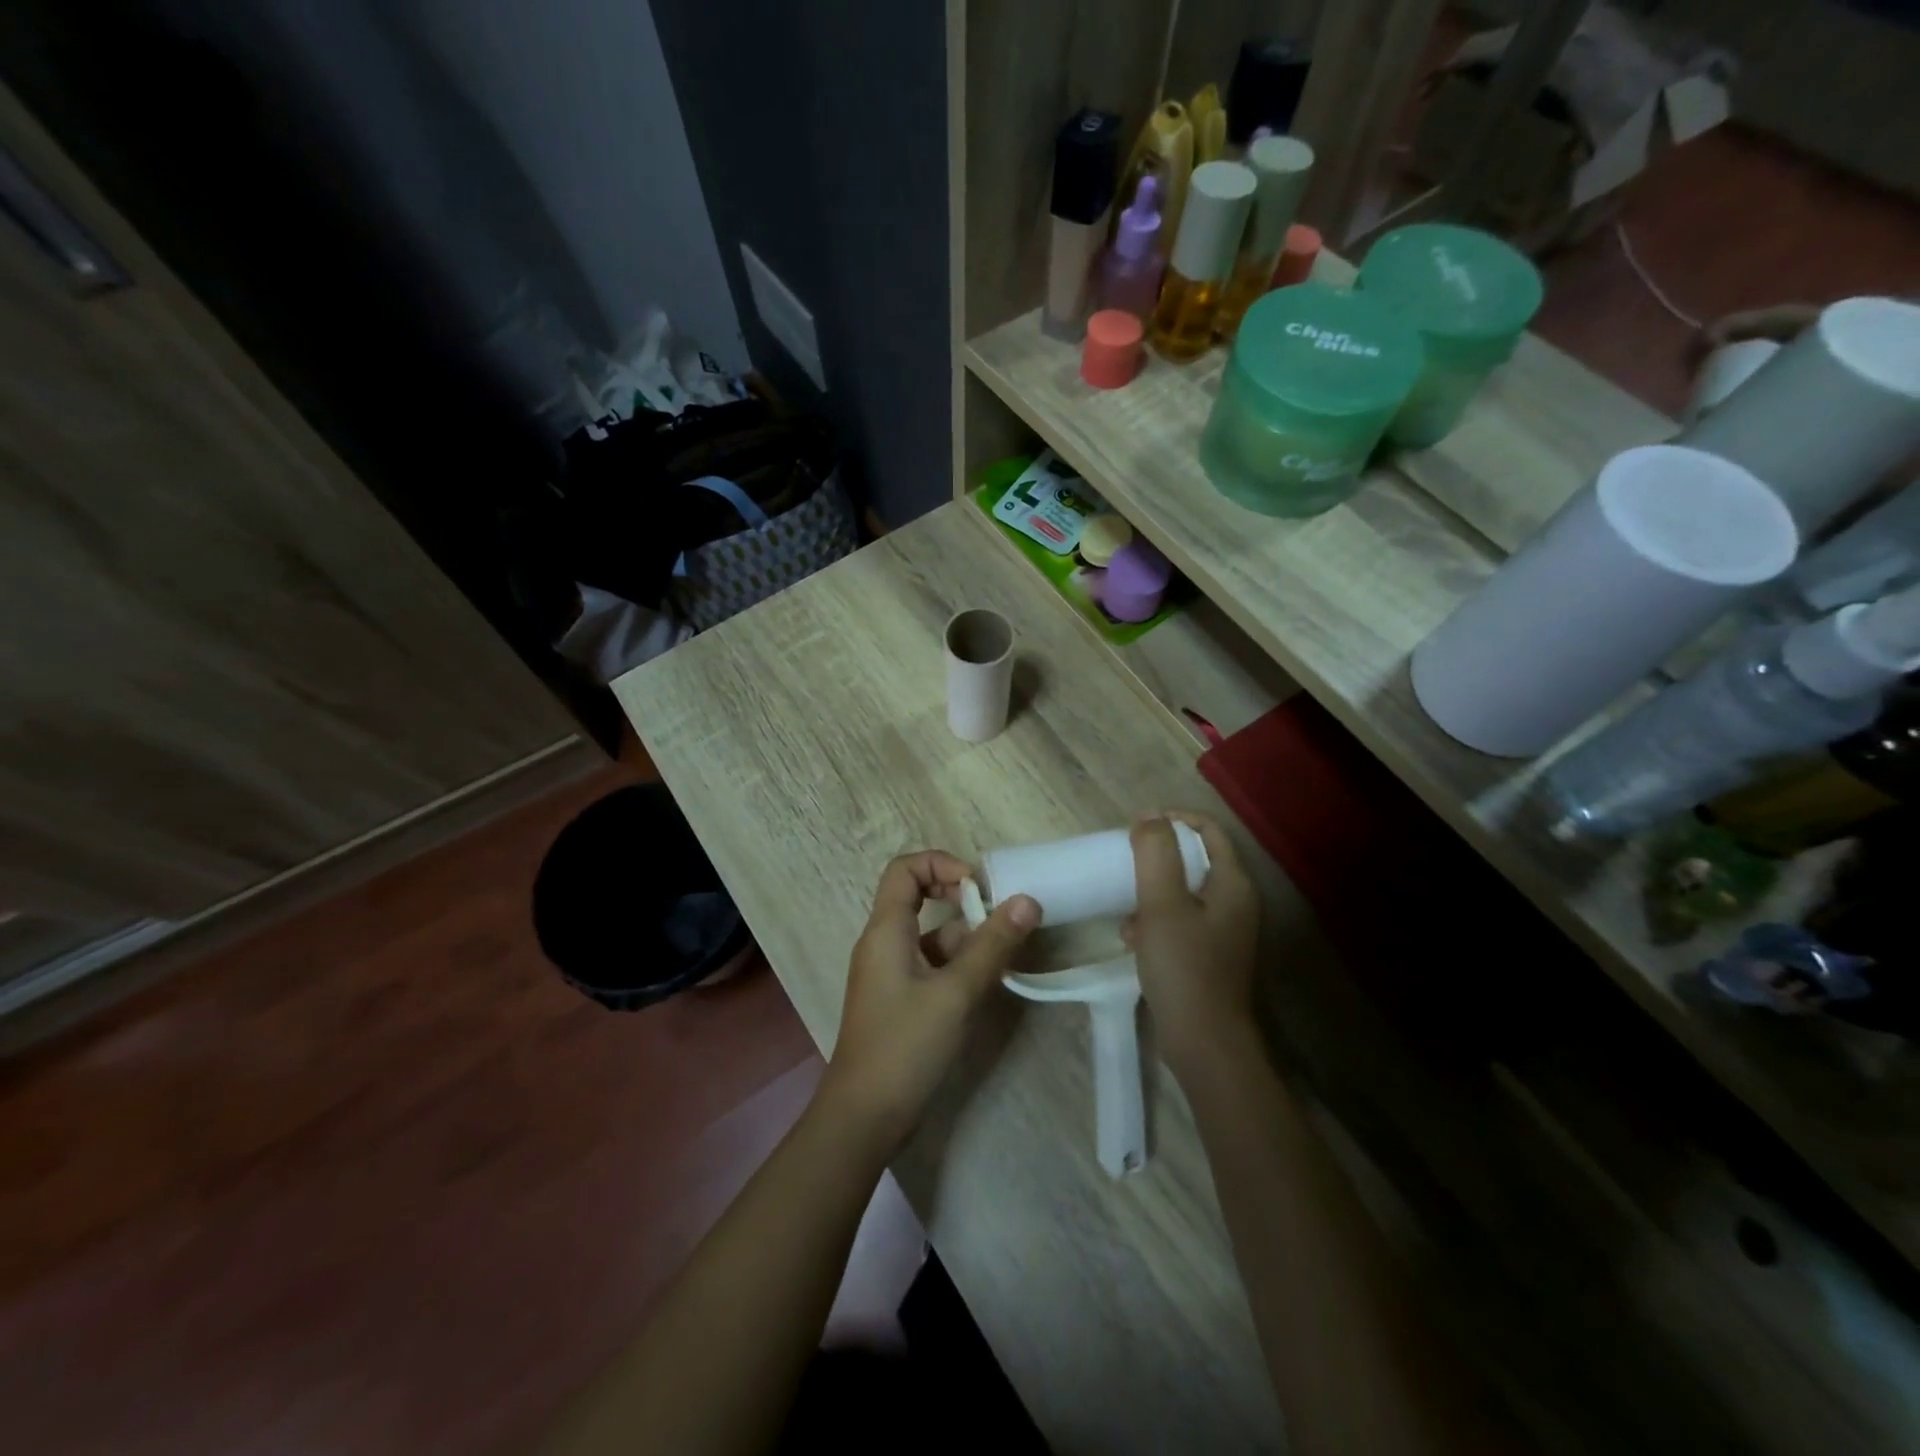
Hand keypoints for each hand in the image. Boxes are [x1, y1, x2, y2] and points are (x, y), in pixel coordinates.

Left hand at [819, 851, 1038, 1149]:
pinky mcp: (902, 1001)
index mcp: (886, 930)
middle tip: (1002, 922)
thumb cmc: (904, 1046)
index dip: (941, 864)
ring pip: (933, 938)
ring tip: (1007, 959)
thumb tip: (1027, 900)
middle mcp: (885, 943)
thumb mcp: (955, 993)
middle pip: (922, 900)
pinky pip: (933, 967)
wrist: (864, 1117)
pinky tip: (988, 985)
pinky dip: (960, 968)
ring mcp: (892, 974)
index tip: (977, 887)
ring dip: (968, 941)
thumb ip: (992, 946)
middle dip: (964, 906)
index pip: (905, 869)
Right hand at [1126, 814, 1260, 1075]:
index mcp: (1233, 883)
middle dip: (1158, 855)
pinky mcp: (1210, 955)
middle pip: (1196, 859)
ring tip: (1124, 899)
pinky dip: (1156, 919)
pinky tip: (1131, 936)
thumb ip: (1155, 854)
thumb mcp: (1162, 904)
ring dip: (1153, 889)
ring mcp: (1225, 931)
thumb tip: (1149, 816)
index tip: (1136, 826)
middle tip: (1125, 859)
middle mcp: (1236, 902)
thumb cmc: (1184, 967)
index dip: (1173, 820)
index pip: (1208, 830)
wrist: (1204, 1042)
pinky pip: (1181, 920)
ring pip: (1185, 891)